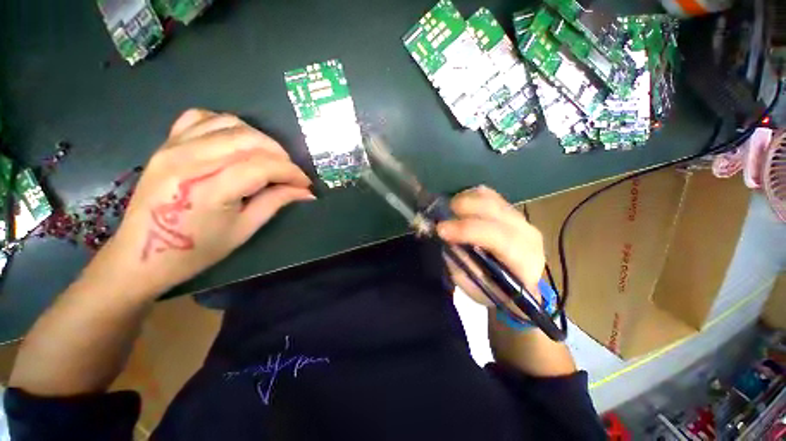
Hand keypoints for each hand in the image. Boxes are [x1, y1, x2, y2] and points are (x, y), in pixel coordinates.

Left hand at [85, 109, 313, 299]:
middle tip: (289, 173)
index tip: (305, 184)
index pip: (264, 166)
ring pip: (230, 123)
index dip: (292, 172)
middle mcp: (190, 160)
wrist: (141, 254)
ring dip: (258, 139)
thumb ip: (276, 202)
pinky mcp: (166, 144)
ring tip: (267, 158)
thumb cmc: (196, 250)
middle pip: (250, 139)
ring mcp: (174, 147)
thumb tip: (306, 192)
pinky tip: (235, 142)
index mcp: (210, 188)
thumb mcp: (244, 229)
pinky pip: (201, 117)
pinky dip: (226, 125)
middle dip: (280, 154)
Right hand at [436, 186, 544, 308]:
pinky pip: (487, 193)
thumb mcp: (475, 286)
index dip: (467, 230)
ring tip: (448, 212)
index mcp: (524, 260)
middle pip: (494, 210)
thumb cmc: (496, 290)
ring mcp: (519, 217)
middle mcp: (526, 233)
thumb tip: (446, 240)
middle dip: (463, 208)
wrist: (518, 281)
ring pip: (489, 197)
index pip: (498, 237)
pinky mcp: (510, 209)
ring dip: (464, 200)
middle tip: (440, 216)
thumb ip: (461, 263)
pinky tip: (460, 207)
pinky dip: (469, 196)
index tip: (440, 229)